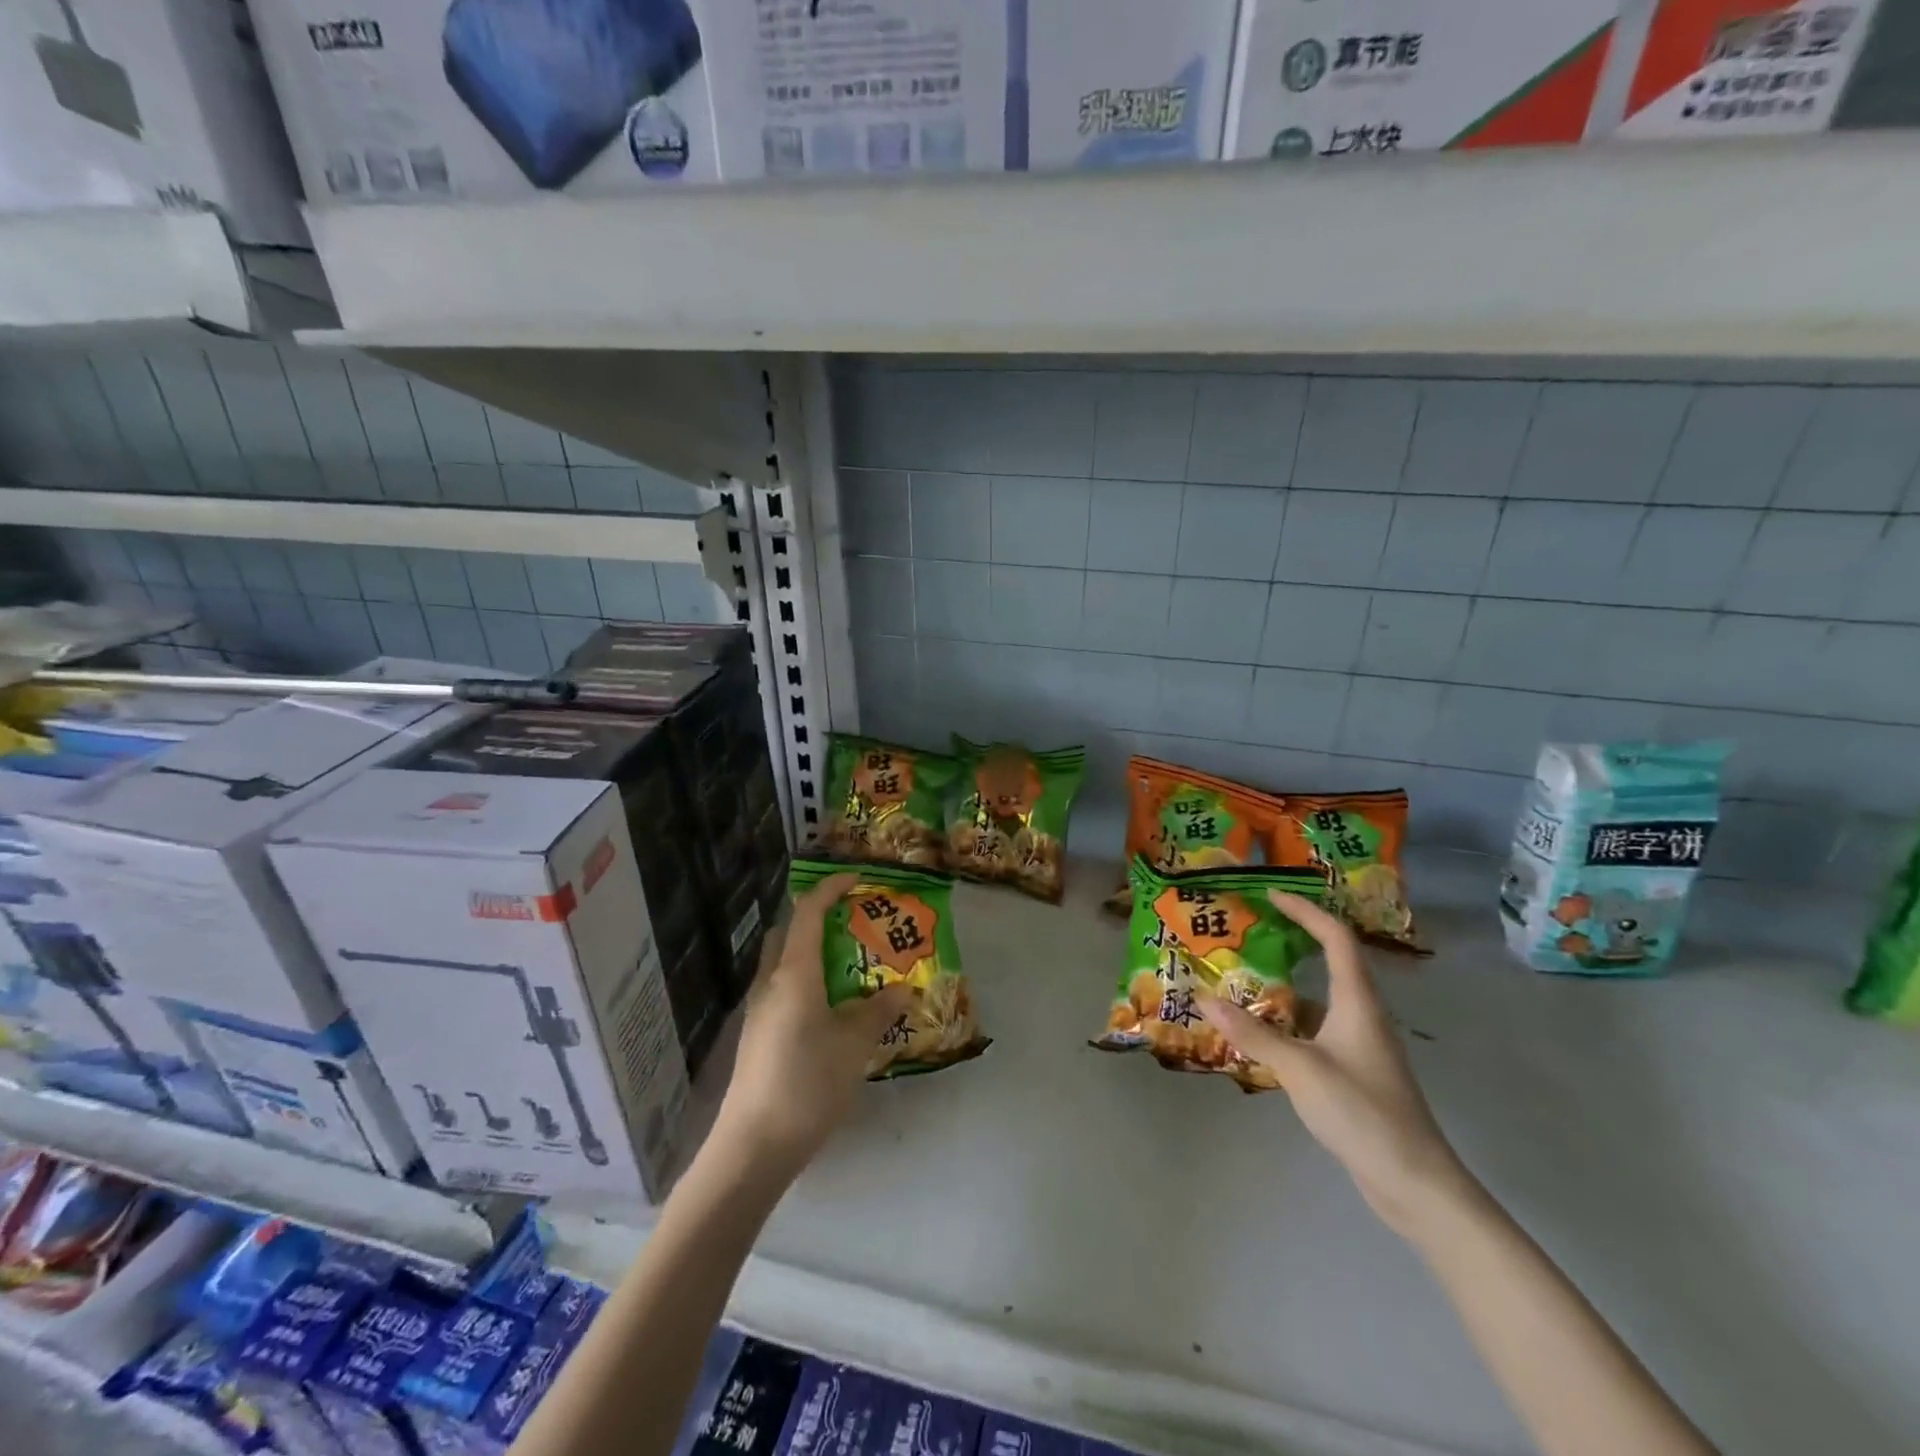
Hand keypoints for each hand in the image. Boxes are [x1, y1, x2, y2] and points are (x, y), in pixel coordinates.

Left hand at [713, 873, 913, 1179]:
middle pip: (788, 932)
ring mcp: (759, 1009)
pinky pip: (782, 988)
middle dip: (818, 918)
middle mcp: (771, 982)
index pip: (809, 913)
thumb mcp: (854, 1045)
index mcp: (794, 973)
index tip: (857, 880)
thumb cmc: (807, 1083)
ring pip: (783, 961)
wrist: (753, 1144)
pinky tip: (830, 1006)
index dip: (831, 889)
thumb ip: (879, 1011)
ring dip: (812, 951)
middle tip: (853, 923)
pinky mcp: (757, 1034)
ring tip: (849, 964)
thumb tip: (905, 988)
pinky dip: (806, 979)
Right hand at [1200, 891, 1475, 1238]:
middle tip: (1251, 930)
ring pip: (1319, 997)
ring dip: (1285, 983)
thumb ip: (1252, 1034)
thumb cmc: (1363, 1113)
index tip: (1270, 896)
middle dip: (1293, 939)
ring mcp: (1359, 1044)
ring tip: (1242, 976)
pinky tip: (1258, 1031)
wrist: (1415, 1183)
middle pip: (1330, 961)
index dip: (1305, 911)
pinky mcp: (1353, 1070)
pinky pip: (1315, 1027)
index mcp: (1357, 1002)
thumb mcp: (1301, 1069)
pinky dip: (1287, 1019)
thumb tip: (1204, 998)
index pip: (1335, 938)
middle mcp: (1361, 1014)